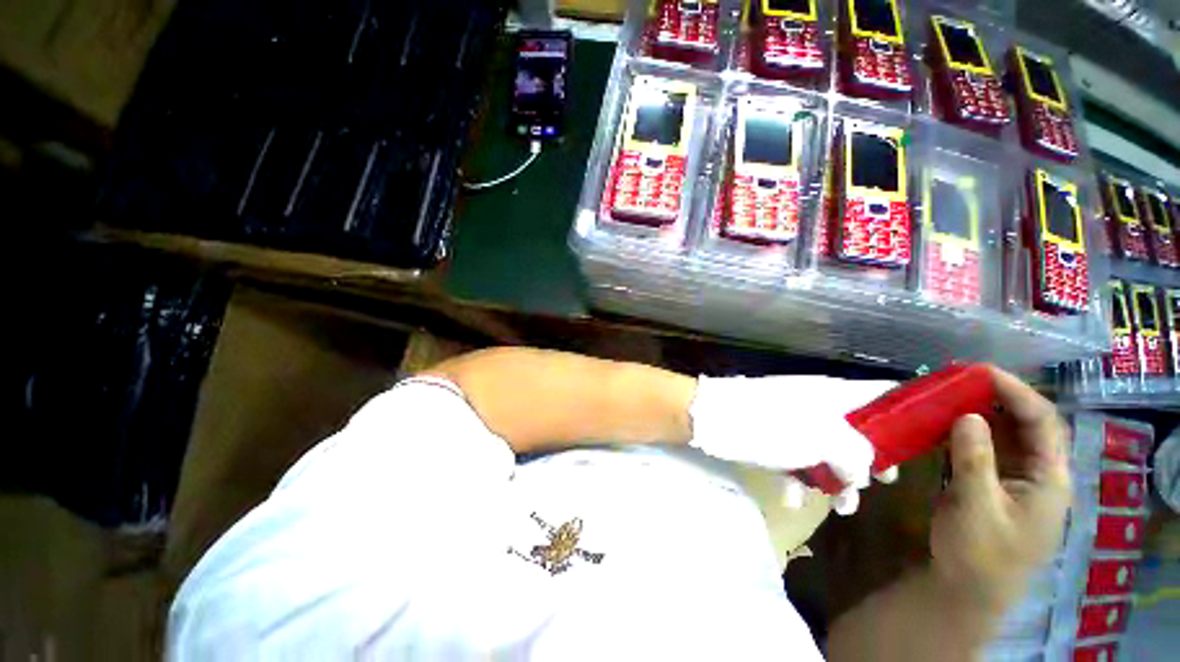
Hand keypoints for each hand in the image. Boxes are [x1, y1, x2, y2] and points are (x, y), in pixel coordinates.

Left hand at [688, 375, 898, 515]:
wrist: (711, 419)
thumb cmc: (769, 425)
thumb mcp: (822, 439)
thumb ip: (854, 456)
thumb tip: (862, 473)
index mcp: (832, 395)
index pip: (880, 393)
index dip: (906, 412)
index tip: (925, 439)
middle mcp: (815, 405)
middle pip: (857, 429)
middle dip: (871, 459)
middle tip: (884, 481)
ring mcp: (791, 421)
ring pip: (826, 450)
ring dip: (835, 479)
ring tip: (842, 506)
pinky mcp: (770, 437)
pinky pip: (793, 459)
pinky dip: (796, 478)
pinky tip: (790, 498)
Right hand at [929, 367, 1070, 607]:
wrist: (967, 590)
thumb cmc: (979, 554)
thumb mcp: (975, 507)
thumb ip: (975, 460)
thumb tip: (968, 415)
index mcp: (1049, 479)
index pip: (1042, 423)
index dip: (1016, 392)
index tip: (980, 371)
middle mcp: (1039, 473)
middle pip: (1027, 424)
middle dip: (997, 397)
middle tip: (960, 377)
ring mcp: (1017, 479)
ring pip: (1006, 434)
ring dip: (981, 411)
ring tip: (950, 392)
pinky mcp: (995, 484)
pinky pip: (986, 448)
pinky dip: (969, 430)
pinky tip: (946, 422)